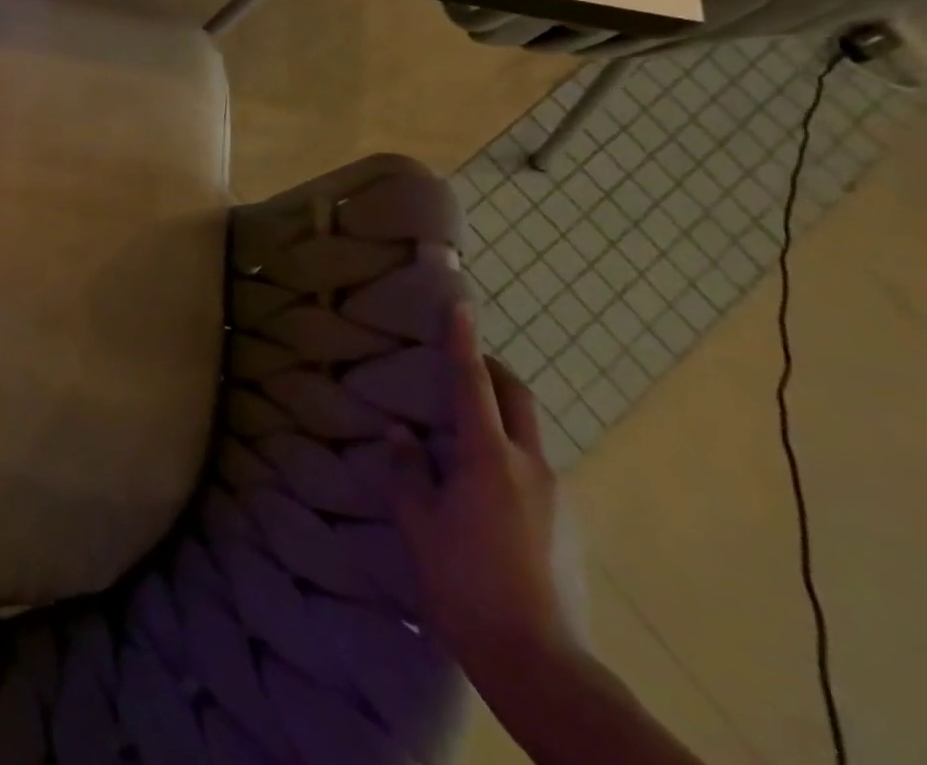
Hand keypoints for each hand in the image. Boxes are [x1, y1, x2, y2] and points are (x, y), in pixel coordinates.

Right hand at [390, 303, 578, 683]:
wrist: (541, 664)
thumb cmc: (464, 583)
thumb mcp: (419, 523)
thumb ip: (408, 470)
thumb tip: (401, 434)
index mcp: (488, 458)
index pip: (473, 384)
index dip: (463, 342)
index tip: (461, 305)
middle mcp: (531, 467)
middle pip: (519, 399)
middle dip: (495, 371)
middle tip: (466, 363)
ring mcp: (558, 498)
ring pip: (529, 437)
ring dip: (501, 419)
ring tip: (464, 438)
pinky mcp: (569, 528)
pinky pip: (536, 473)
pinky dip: (510, 459)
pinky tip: (486, 494)